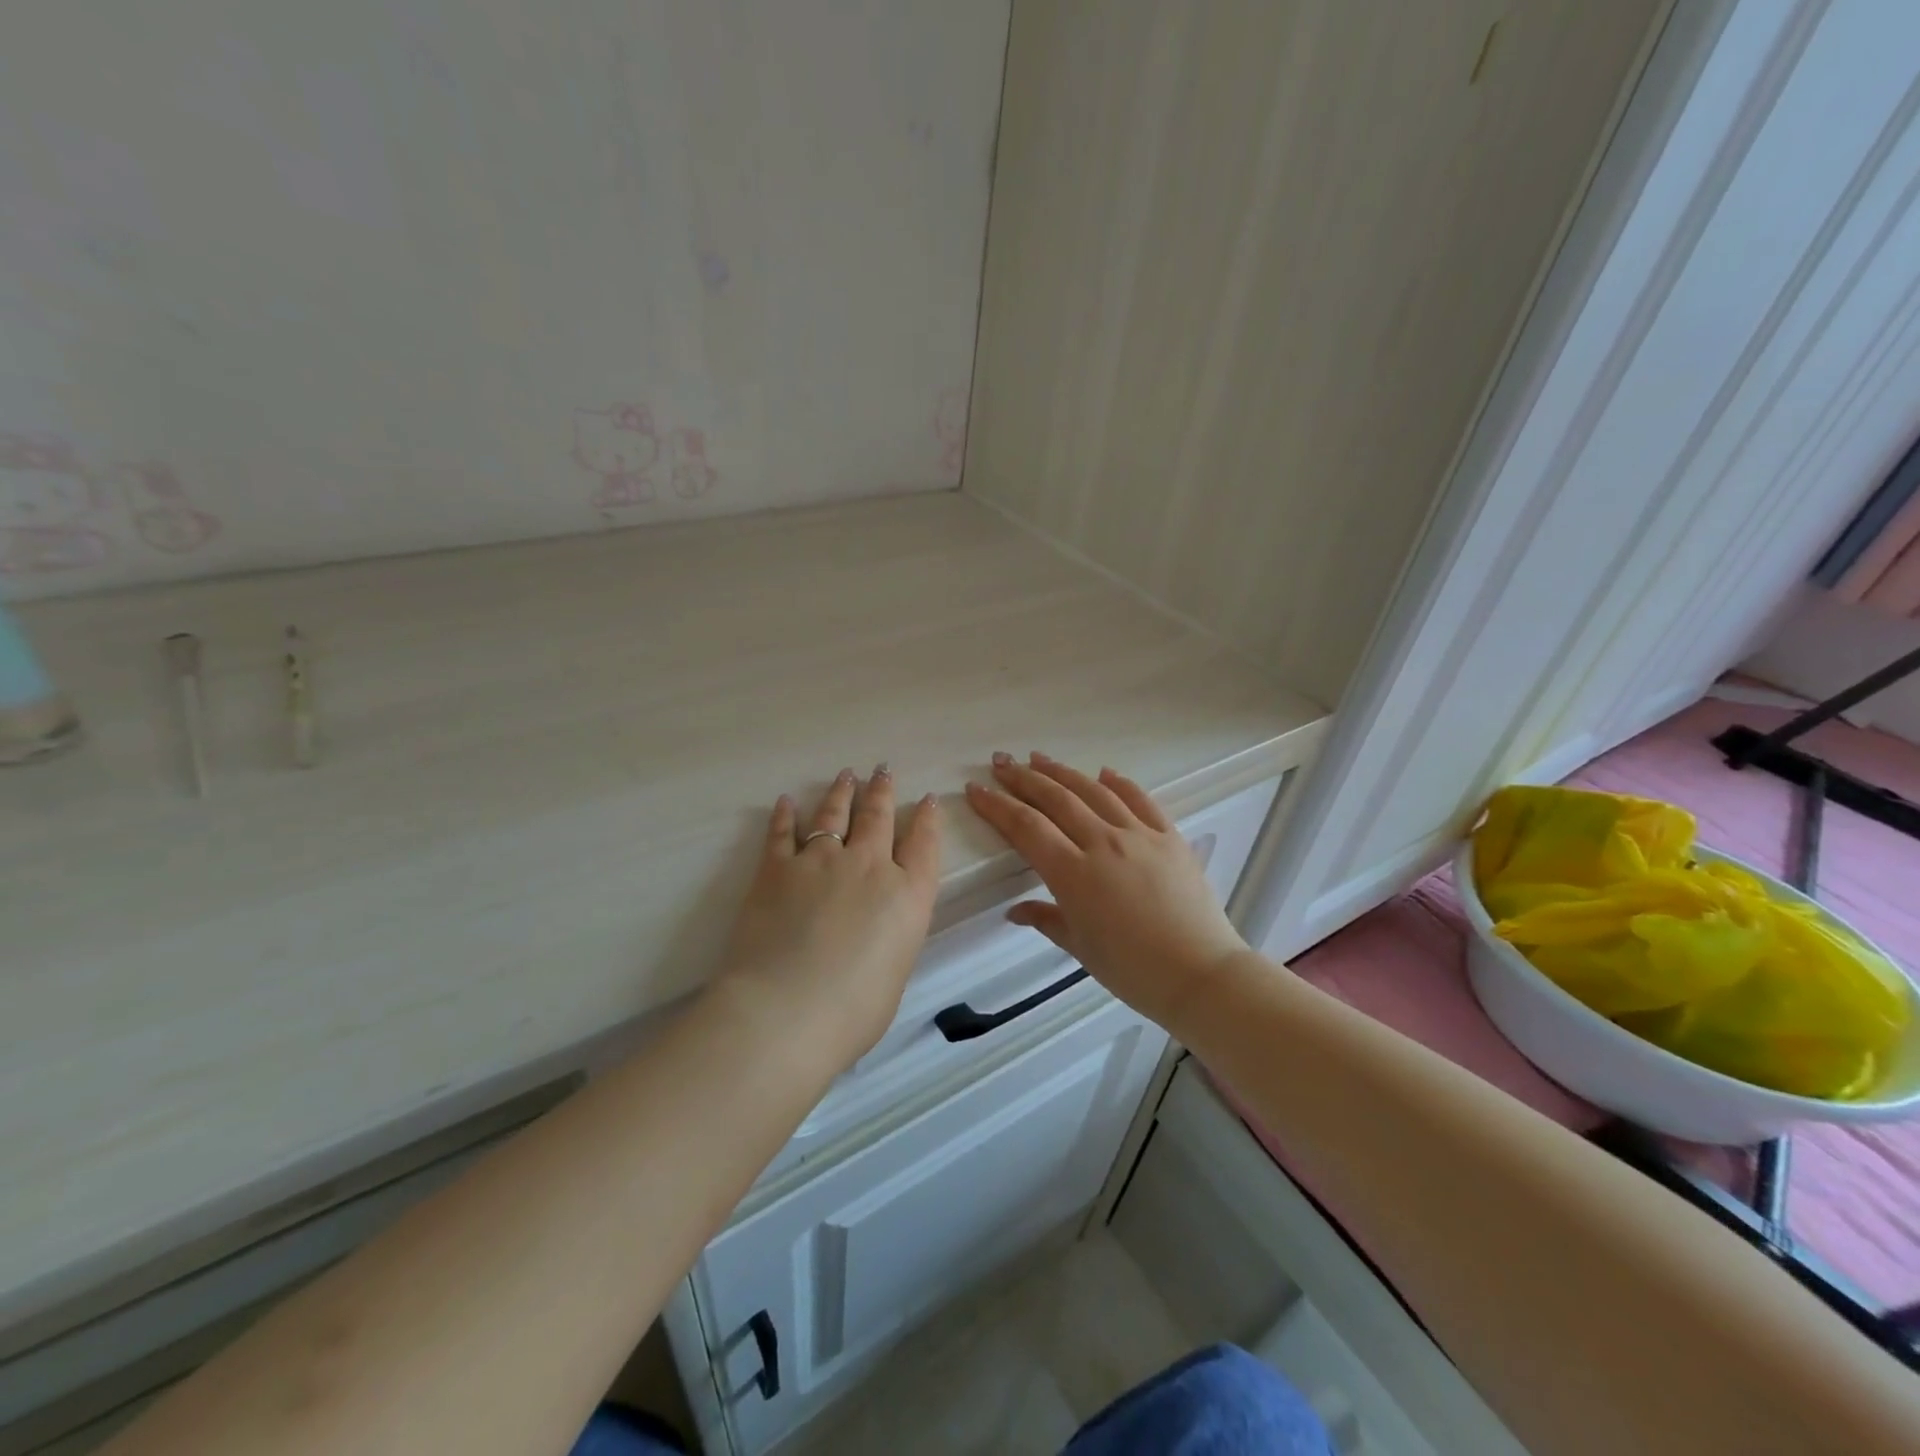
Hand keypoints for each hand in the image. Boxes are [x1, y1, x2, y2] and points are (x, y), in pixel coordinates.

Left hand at [712, 766, 940, 1073]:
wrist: (785, 1012)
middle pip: (878, 817)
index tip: (927, 800)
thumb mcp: (895, 973)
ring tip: (846, 775)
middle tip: (882, 771)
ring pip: (834, 814)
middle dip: (882, 791)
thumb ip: (891, 938)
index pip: (924, 844)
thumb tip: (875, 930)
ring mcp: (820, 861)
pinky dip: (784, 815)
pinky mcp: (776, 868)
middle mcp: (868, 866)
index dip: (927, 819)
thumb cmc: (852, 1012)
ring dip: (841, 792)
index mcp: (907, 895)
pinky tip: (786, 802)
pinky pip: (782, 832)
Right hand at [965, 753, 1249, 1031]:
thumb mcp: (1081, 947)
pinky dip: (1119, 783)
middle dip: (1023, 778)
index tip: (976, 790)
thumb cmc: (1133, 970)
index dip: (997, 806)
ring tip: (1039, 758)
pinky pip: (1140, 800)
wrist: (1201, 974)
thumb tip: (1015, 910)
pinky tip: (1104, 772)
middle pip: (1056, 799)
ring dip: (1062, 772)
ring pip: (1094, 791)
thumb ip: (1046, 919)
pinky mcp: (1169, 837)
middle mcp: (1103, 843)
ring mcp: (1140, 835)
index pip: (1026, 828)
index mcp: (1074, 874)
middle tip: (1001, 762)